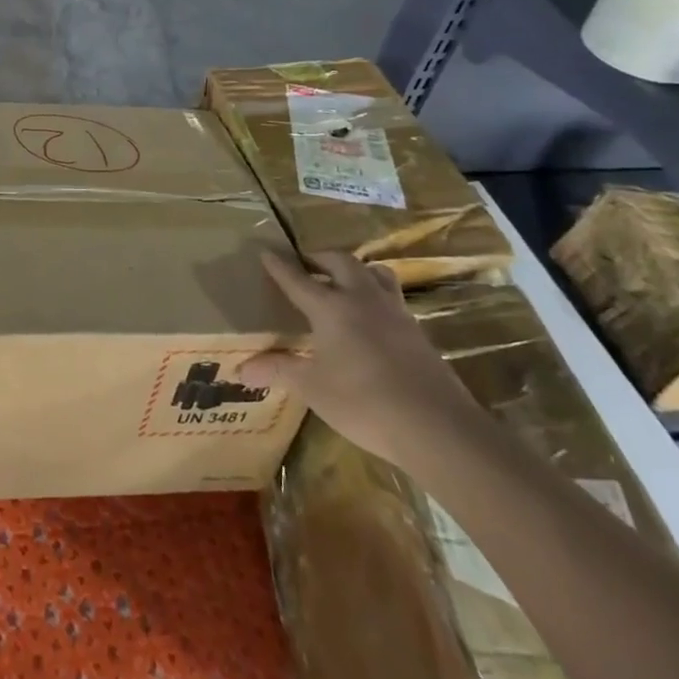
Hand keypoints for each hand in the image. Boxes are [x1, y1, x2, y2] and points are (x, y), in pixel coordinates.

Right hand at [240, 252, 484, 470]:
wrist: (437, 427)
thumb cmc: (364, 402)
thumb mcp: (312, 388)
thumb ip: (278, 371)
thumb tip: (241, 369)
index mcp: (330, 307)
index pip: (297, 279)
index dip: (279, 266)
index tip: (266, 251)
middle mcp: (362, 299)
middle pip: (340, 262)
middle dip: (319, 257)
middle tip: (305, 264)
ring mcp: (395, 313)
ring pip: (374, 273)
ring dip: (355, 270)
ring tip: (342, 281)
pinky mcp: (417, 331)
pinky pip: (392, 297)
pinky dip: (375, 294)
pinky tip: (371, 317)